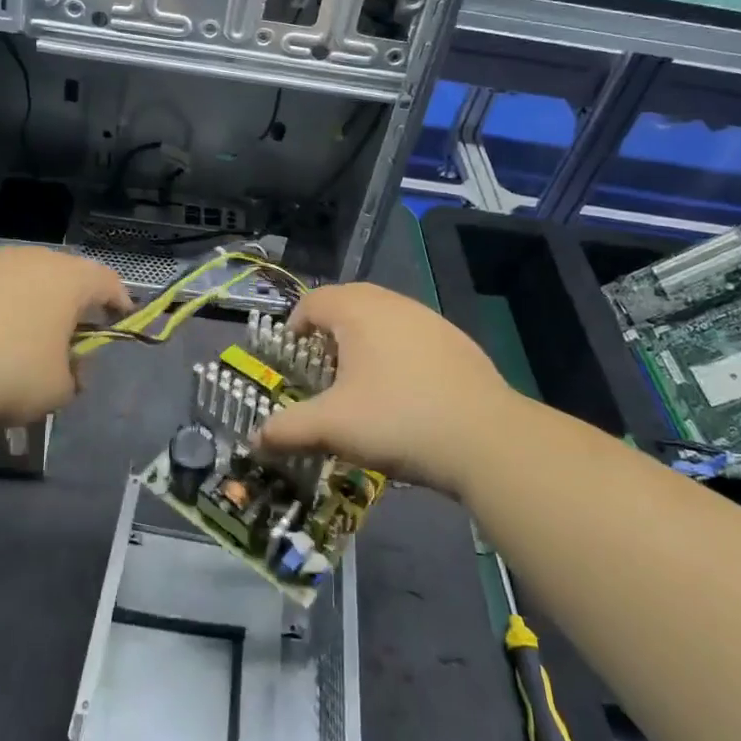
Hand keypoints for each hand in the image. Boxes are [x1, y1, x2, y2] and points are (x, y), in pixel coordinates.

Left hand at [0, 246, 129, 432]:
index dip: (118, 301)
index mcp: (66, 279)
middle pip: (60, 277)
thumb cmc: (5, 373)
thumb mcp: (56, 390)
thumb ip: (74, 377)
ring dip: (23, 307)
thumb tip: (68, 370)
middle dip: (67, 306)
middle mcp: (27, 258)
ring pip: (15, 280)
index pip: (107, 281)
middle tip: (65, 339)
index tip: (120, 319)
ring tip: (13, 343)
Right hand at [256, 283, 517, 496]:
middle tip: (322, 367)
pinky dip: (397, 351)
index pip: (313, 301)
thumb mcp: (332, 427)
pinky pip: (412, 335)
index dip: (295, 325)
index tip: (291, 356)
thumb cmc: (397, 419)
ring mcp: (430, 319)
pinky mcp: (457, 341)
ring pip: (384, 317)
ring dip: (364, 339)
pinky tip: (404, 391)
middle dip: (329, 330)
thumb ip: (287, 429)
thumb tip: (254, 438)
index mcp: (358, 311)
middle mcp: (393, 304)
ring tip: (361, 381)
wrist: (486, 438)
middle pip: (349, 301)